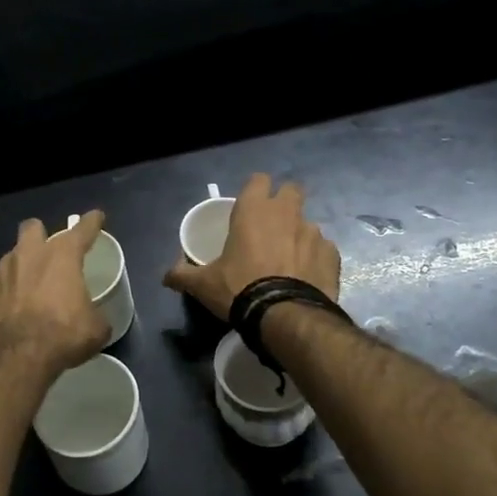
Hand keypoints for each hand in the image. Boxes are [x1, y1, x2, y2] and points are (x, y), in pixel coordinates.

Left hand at [0, 211, 110, 375]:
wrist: (14, 358)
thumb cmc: (61, 335)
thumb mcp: (95, 329)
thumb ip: (96, 315)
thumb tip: (96, 320)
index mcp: (62, 256)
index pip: (82, 230)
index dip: (91, 222)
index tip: (96, 217)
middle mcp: (29, 254)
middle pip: (33, 228)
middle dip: (41, 235)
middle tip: (50, 252)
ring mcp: (2, 272)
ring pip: (12, 256)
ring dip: (22, 266)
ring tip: (30, 287)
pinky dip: (6, 294)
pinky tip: (11, 311)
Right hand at [163, 173, 340, 320]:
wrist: (285, 316)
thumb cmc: (239, 289)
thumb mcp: (203, 284)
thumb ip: (183, 275)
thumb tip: (165, 277)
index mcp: (254, 210)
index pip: (259, 179)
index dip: (256, 189)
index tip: (250, 205)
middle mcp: (286, 213)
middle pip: (292, 190)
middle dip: (285, 202)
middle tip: (273, 225)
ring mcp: (313, 232)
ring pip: (308, 223)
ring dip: (299, 234)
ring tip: (289, 259)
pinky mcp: (332, 254)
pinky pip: (323, 249)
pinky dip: (315, 258)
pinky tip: (306, 276)